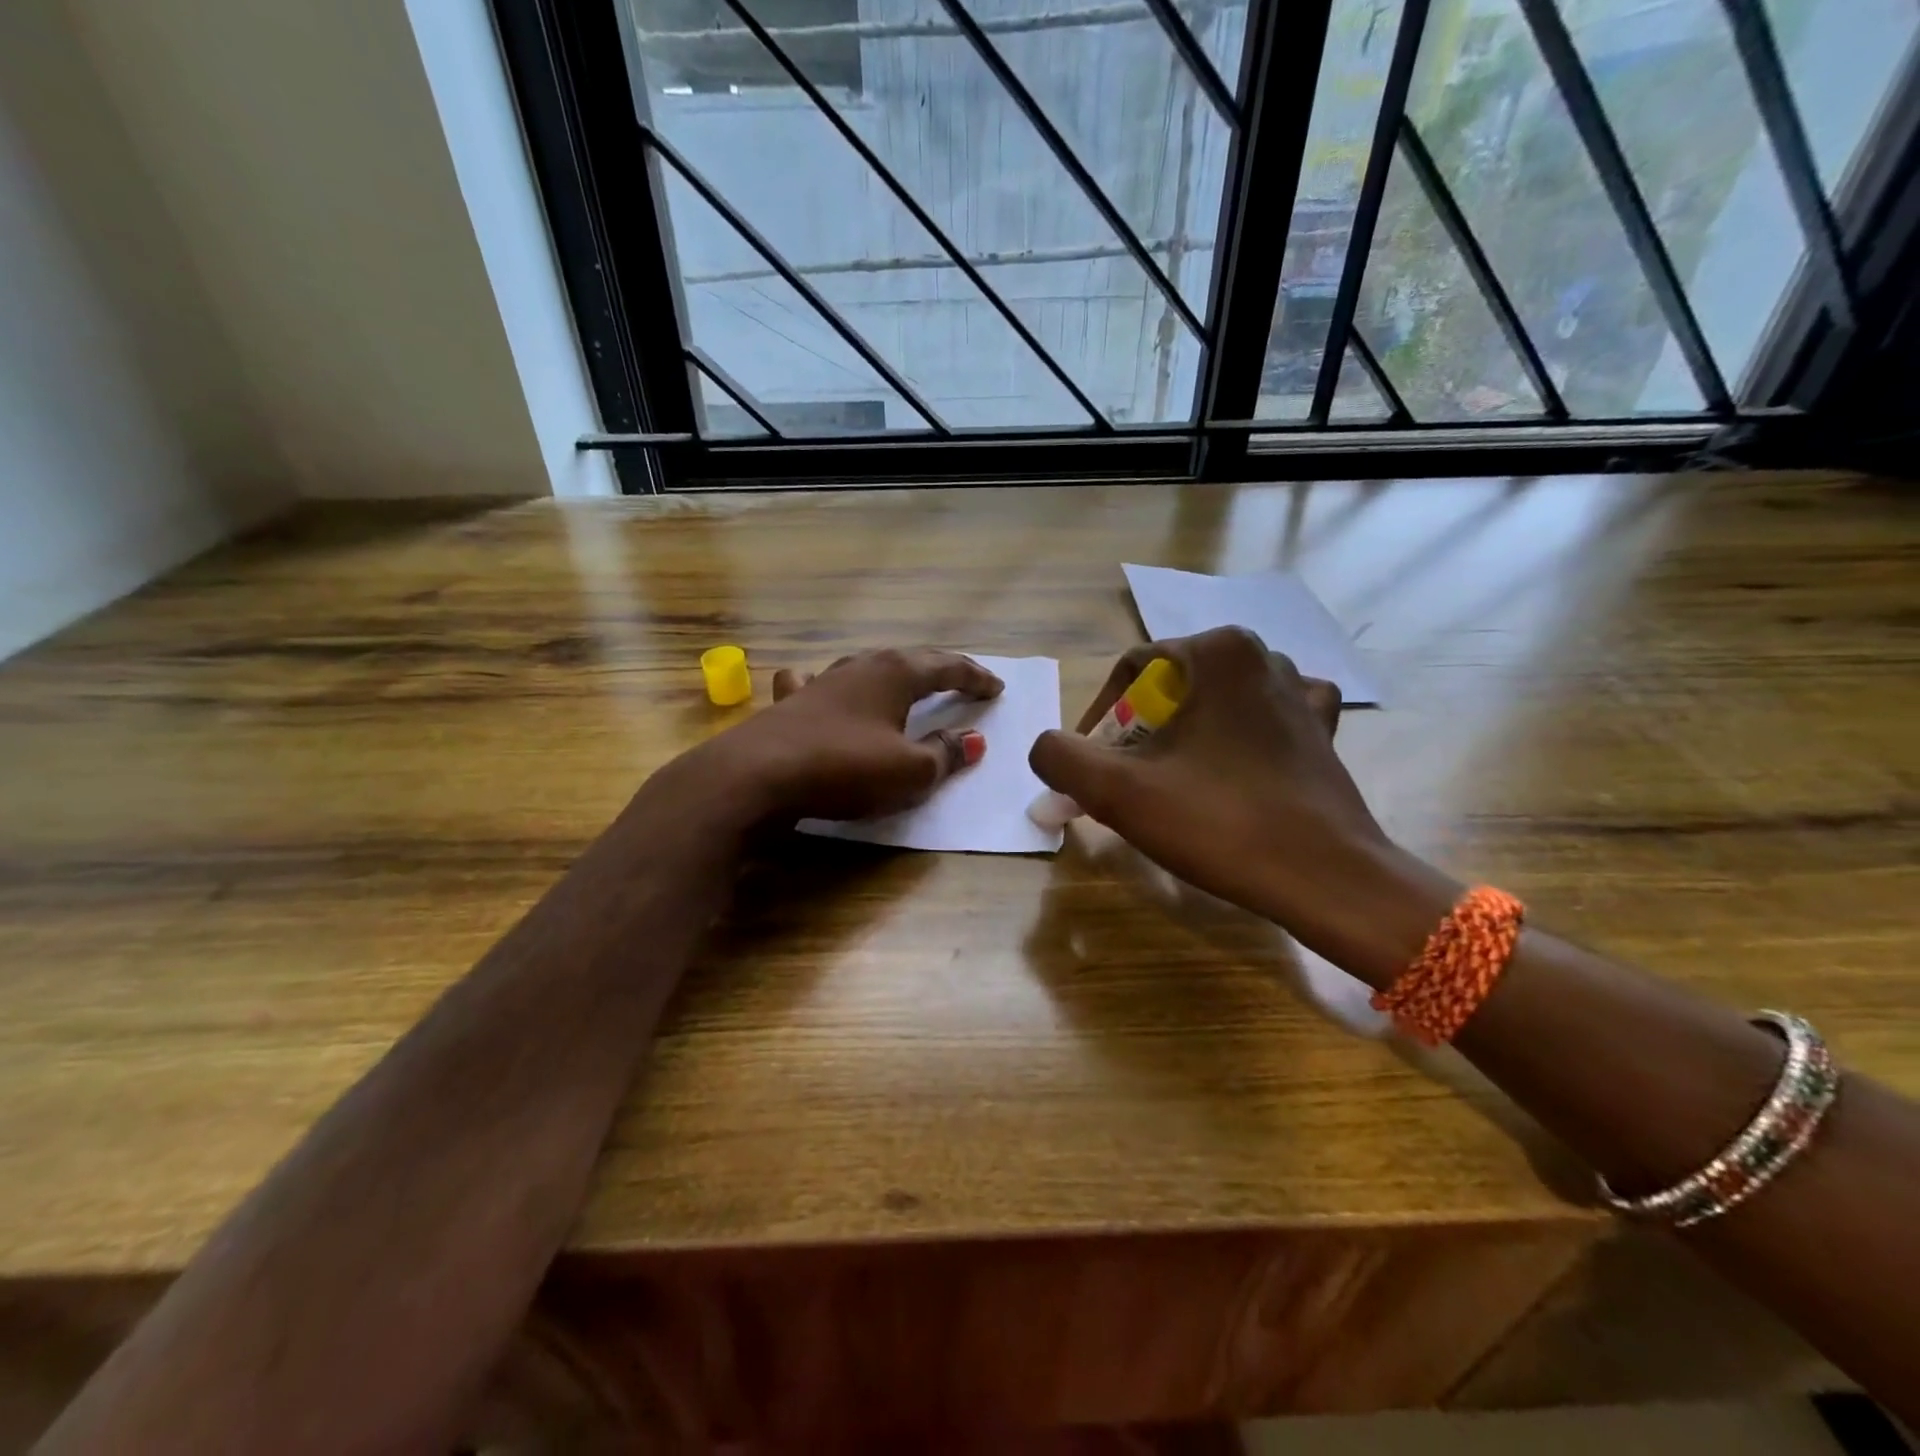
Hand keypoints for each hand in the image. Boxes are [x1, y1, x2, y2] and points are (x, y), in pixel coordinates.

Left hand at [692, 647, 1001, 824]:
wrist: (757, 775)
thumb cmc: (845, 768)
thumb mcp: (910, 771)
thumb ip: (945, 754)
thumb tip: (974, 739)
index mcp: (896, 674)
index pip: (947, 668)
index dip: (974, 678)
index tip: (996, 688)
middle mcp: (860, 667)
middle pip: (910, 659)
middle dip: (940, 669)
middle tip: (964, 678)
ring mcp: (822, 681)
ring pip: (866, 666)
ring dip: (892, 673)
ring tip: (906, 679)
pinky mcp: (791, 703)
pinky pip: (817, 683)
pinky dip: (830, 684)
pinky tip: (820, 684)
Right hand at [1028, 628, 1458, 983]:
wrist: (1326, 878)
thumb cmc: (1219, 823)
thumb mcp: (1118, 791)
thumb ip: (1060, 757)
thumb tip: (1047, 748)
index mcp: (1218, 651)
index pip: (1130, 672)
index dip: (1098, 719)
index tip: (1092, 770)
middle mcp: (1263, 655)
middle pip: (1171, 688)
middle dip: (1139, 734)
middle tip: (1128, 784)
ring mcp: (1300, 691)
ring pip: (1212, 704)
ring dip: (1182, 739)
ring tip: (1173, 786)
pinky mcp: (1321, 730)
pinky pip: (1259, 720)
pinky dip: (1234, 740)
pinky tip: (1229, 769)